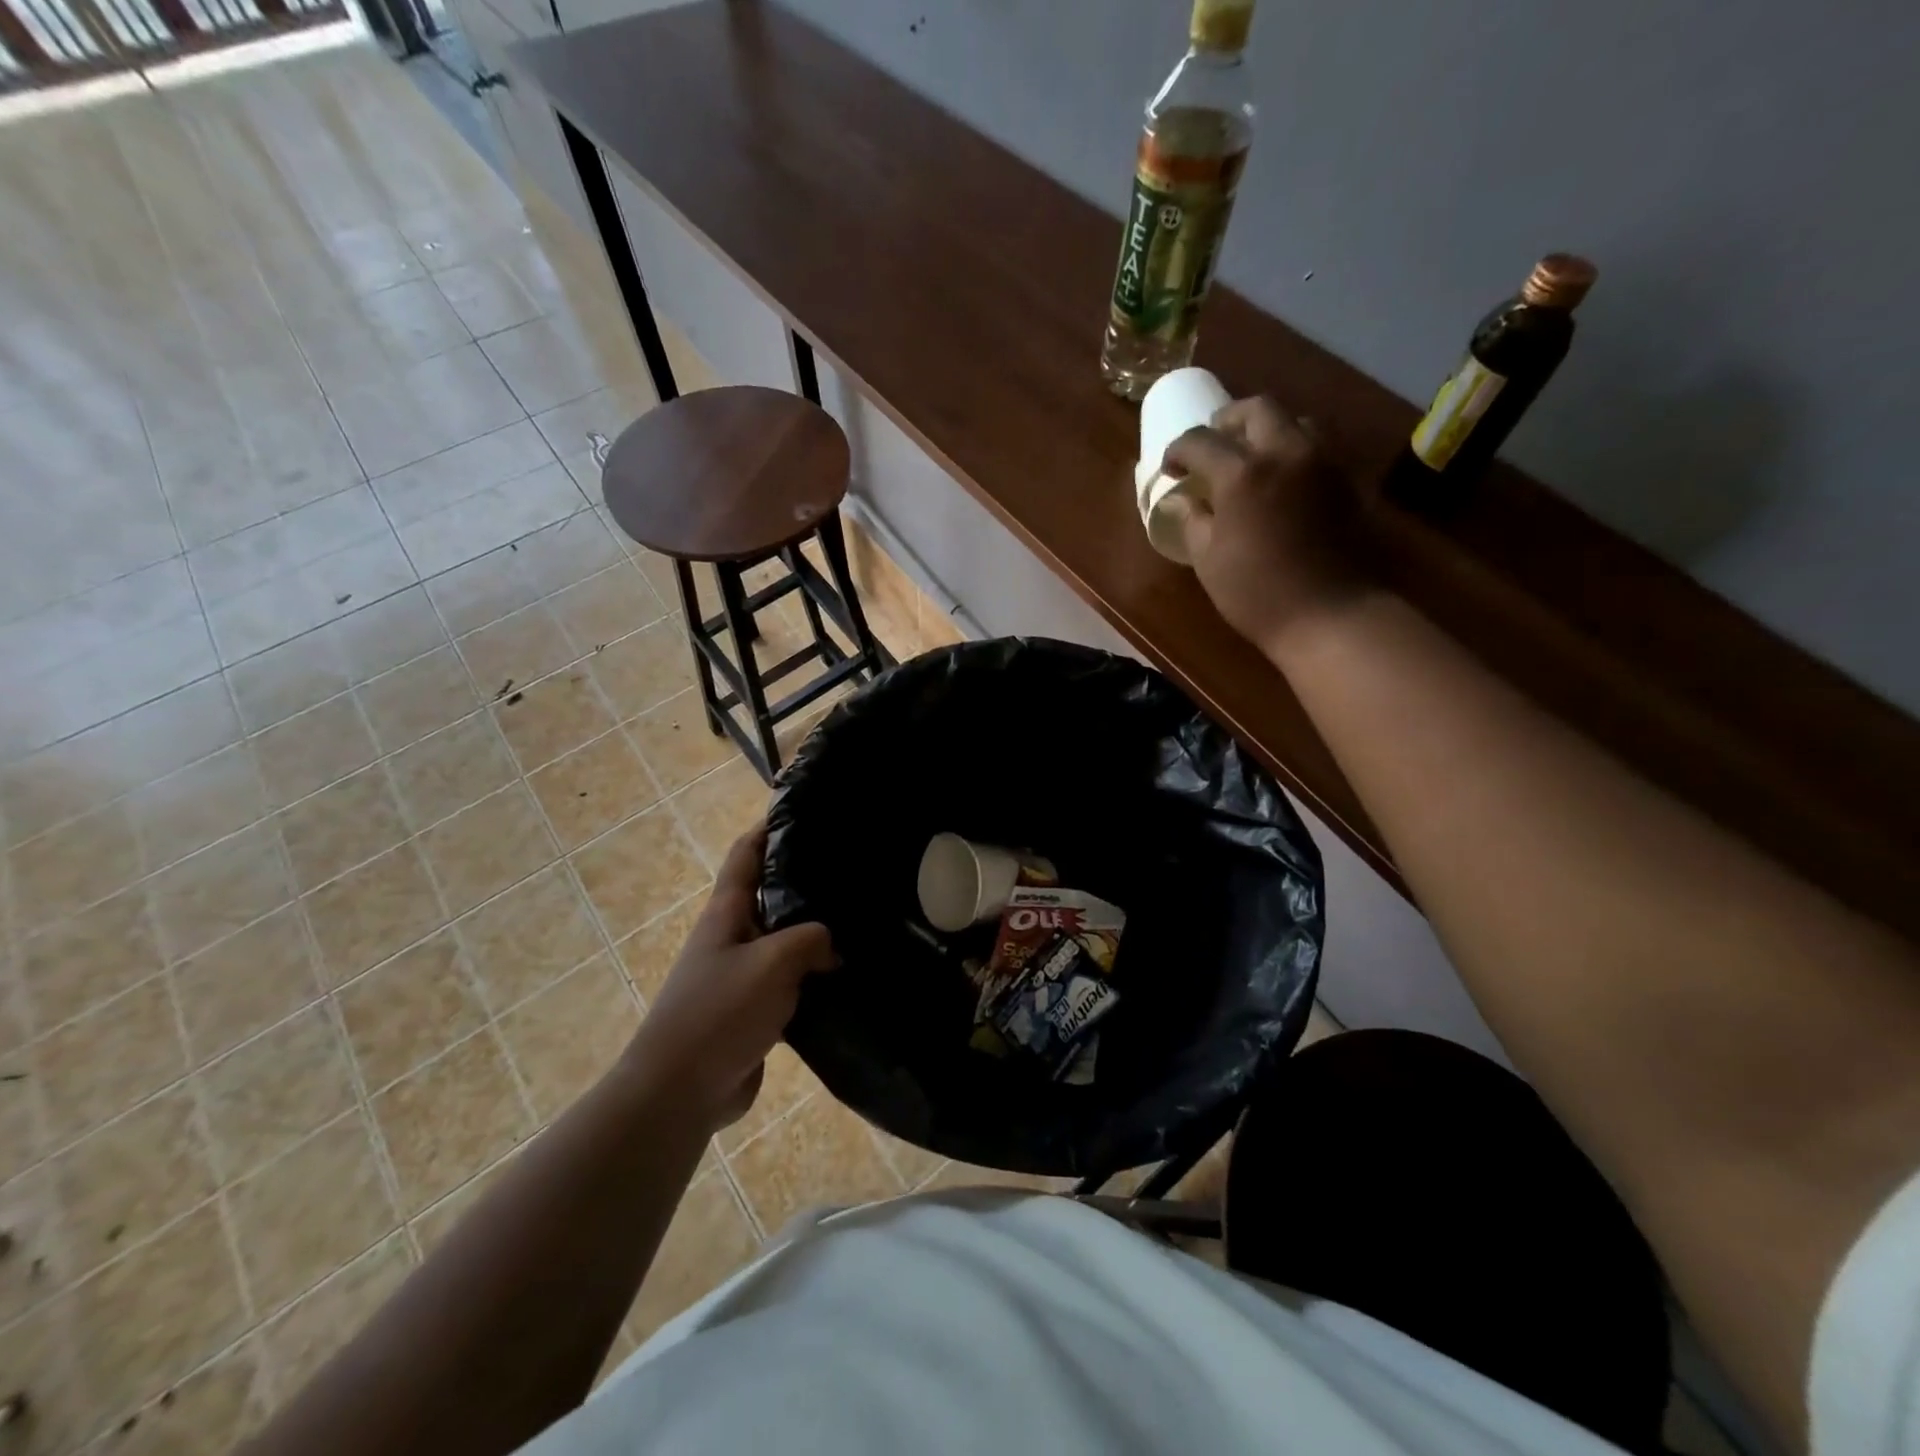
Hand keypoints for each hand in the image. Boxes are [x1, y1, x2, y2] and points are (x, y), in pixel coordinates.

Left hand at [630, 825, 836, 1132]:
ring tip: (860, 921)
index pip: (746, 855)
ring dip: (814, 934)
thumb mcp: (772, 963)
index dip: (769, 828)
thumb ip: (810, 939)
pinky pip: (789, 983)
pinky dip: (814, 977)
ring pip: (784, 942)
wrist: (680, 1091)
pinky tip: (847, 977)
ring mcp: (741, 976)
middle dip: (805, 881)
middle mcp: (732, 937)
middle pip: (770, 896)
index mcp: (727, 913)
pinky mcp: (753, 1012)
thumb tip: (831, 945)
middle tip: (851, 870)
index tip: (804, 811)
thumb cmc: (720, 1012)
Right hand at [1162, 398, 1375, 657]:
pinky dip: (1292, 450)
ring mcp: (1322, 462)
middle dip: (1227, 421)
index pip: (1201, 441)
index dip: (1179, 450)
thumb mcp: (1208, 560)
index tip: (1170, 468)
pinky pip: (1316, 446)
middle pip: (1257, 409)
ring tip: (1250, 457)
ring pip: (1294, 420)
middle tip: (1211, 446)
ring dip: (1266, 429)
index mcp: (1243, 473)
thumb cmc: (1256, 593)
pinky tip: (1280, 480)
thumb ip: (1193, 521)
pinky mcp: (1345, 480)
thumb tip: (1185, 502)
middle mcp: (1286, 452)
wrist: (1329, 614)